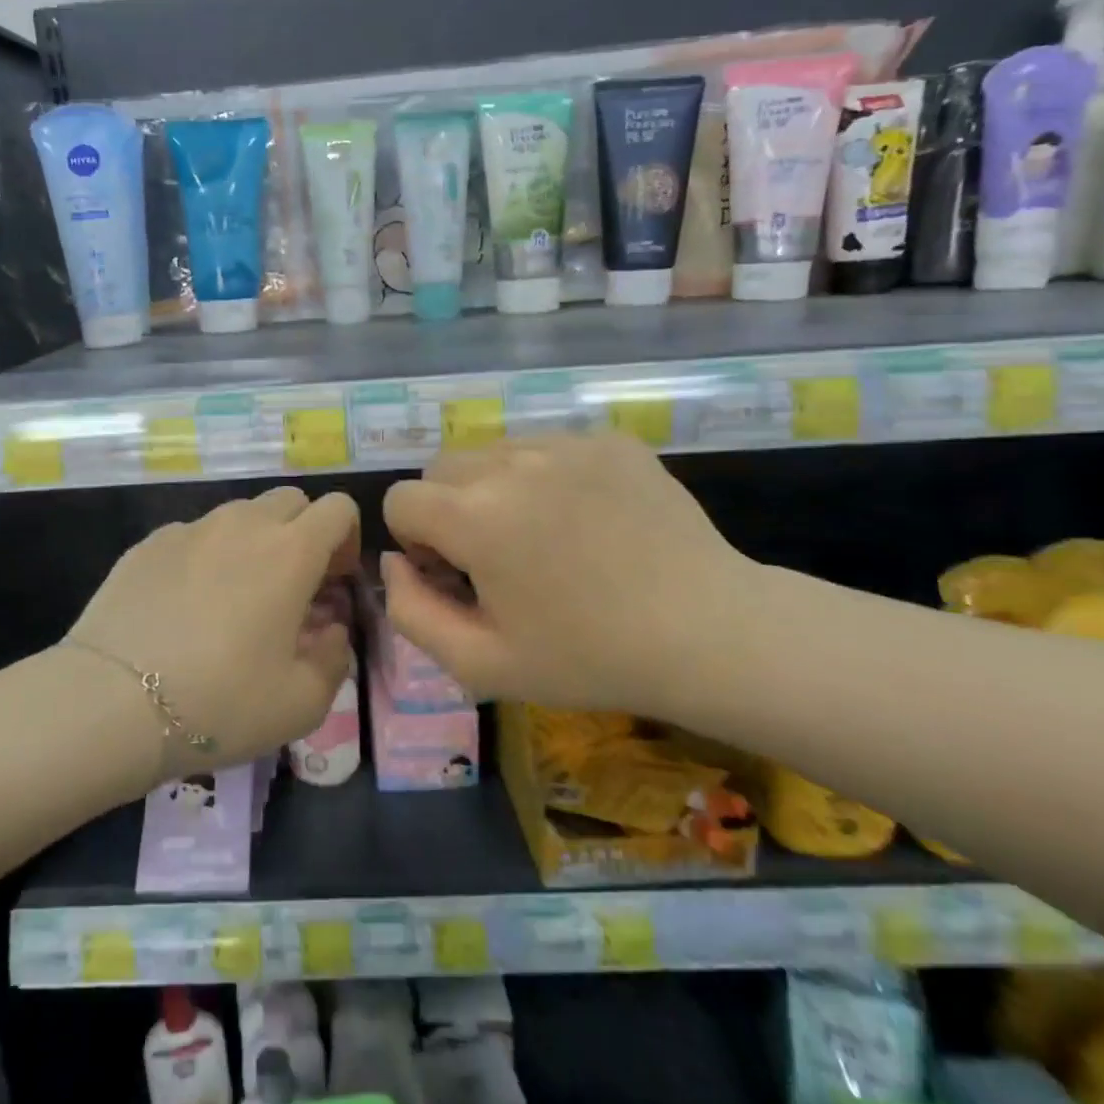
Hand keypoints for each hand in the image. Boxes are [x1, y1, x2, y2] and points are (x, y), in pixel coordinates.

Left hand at [67, 487, 359, 778]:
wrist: (111, 702)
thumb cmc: (220, 703)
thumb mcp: (302, 703)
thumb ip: (333, 657)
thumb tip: (329, 630)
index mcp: (290, 552)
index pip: (338, 508)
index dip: (346, 539)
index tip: (332, 582)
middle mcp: (243, 525)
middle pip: (290, 500)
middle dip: (302, 533)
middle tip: (291, 588)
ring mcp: (191, 529)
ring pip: (240, 514)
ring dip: (254, 543)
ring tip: (235, 598)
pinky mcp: (149, 543)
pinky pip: (194, 535)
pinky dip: (206, 557)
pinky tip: (184, 607)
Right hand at [381, 433, 747, 714]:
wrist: (709, 635)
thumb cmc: (588, 658)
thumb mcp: (480, 664)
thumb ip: (409, 612)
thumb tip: (393, 561)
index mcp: (475, 516)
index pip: (401, 499)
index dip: (417, 542)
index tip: (457, 575)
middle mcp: (513, 462)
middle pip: (441, 468)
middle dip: (449, 509)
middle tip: (496, 558)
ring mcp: (566, 443)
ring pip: (493, 452)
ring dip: (495, 488)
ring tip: (543, 536)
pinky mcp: (609, 440)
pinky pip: (547, 446)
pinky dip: (546, 477)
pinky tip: (586, 520)